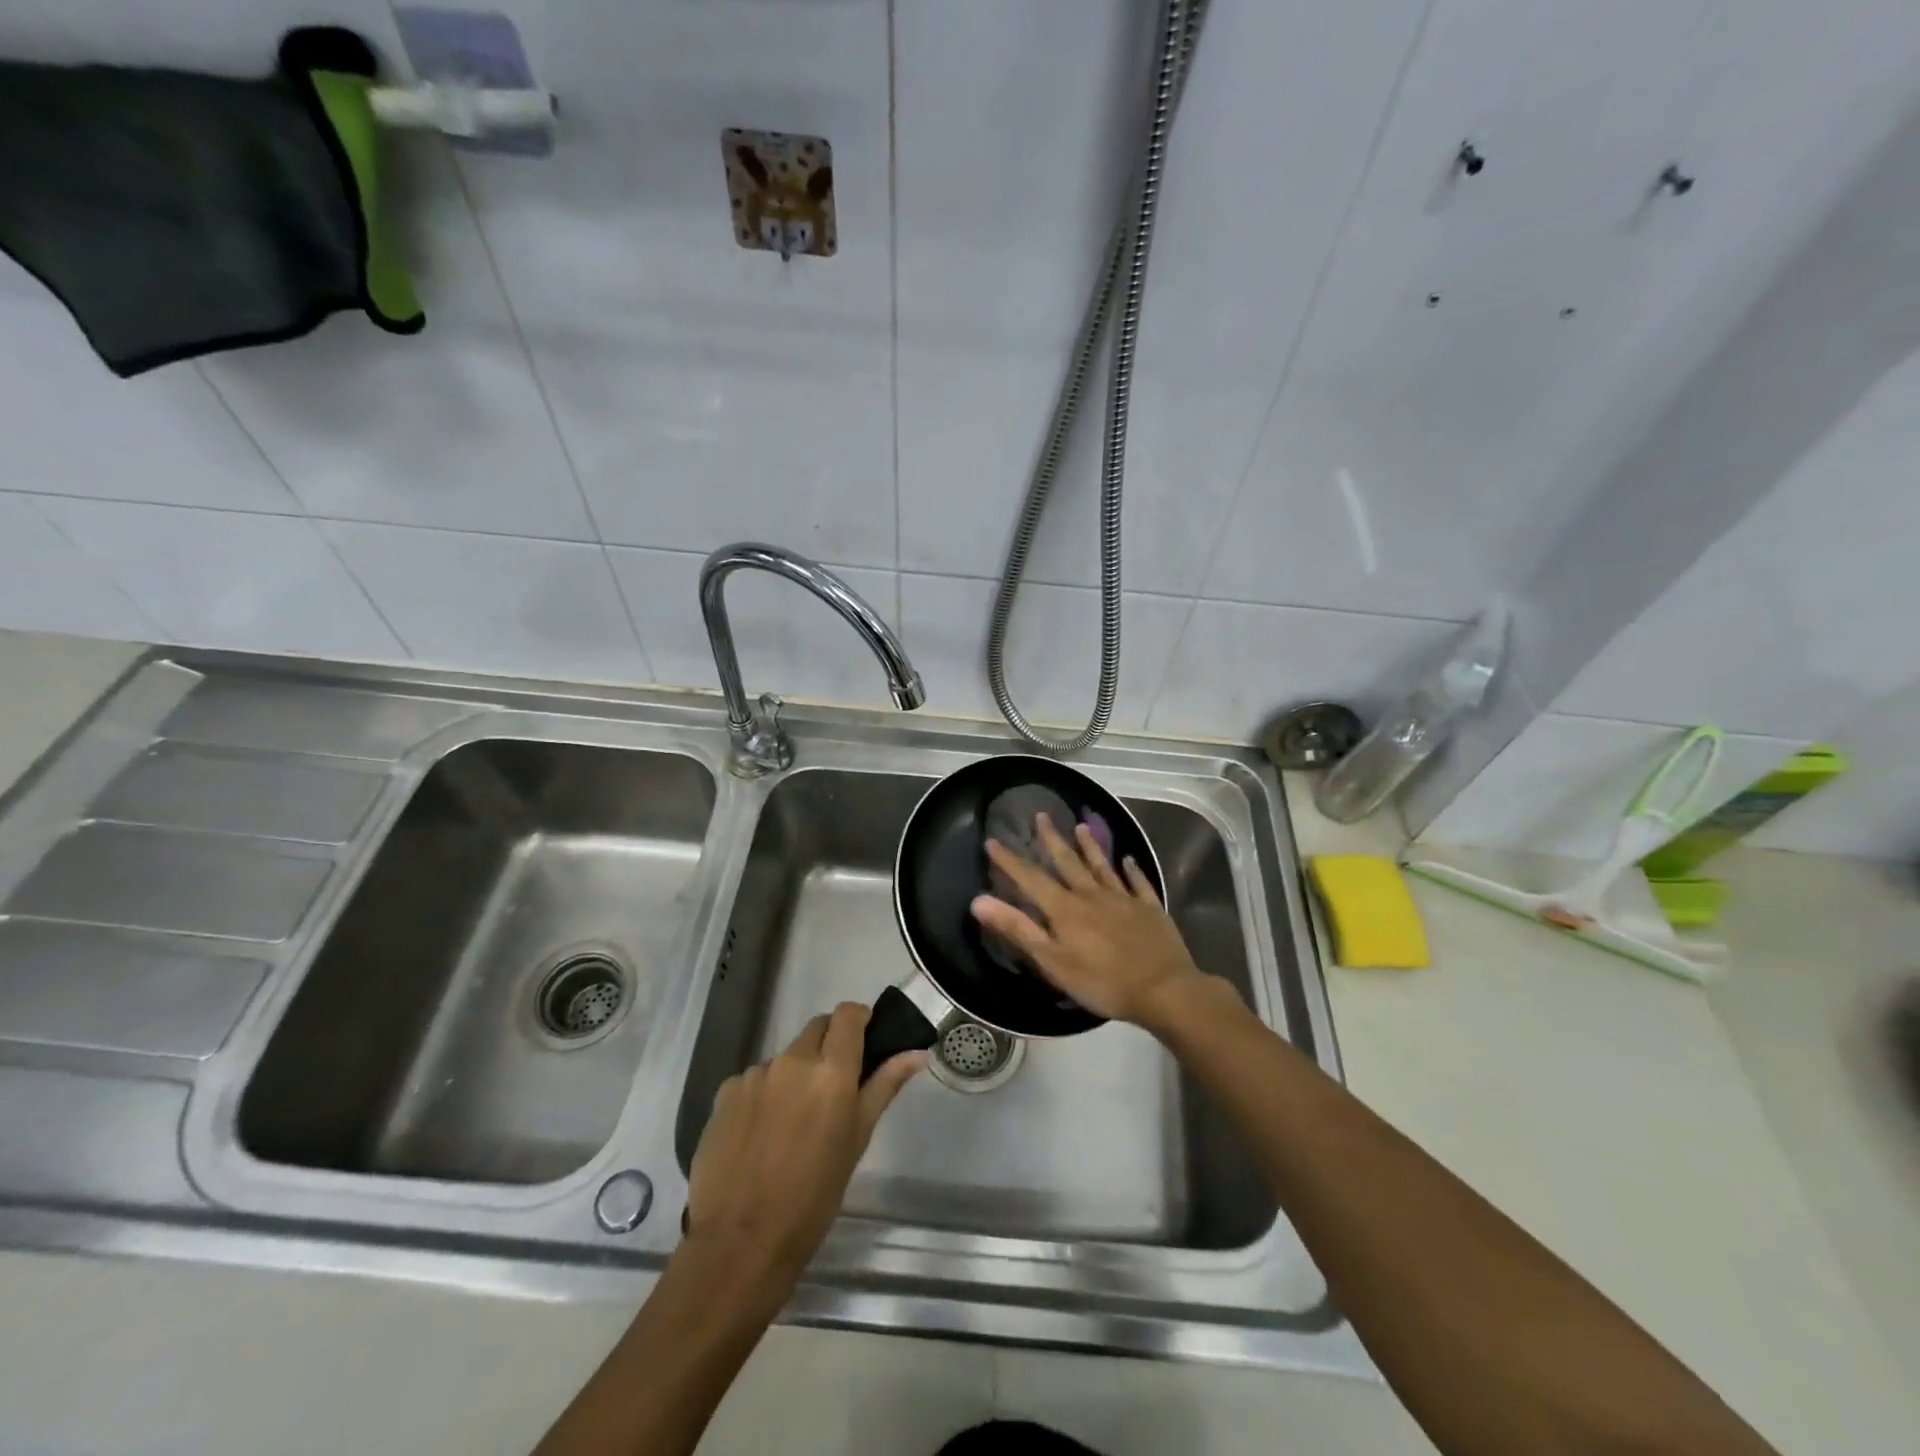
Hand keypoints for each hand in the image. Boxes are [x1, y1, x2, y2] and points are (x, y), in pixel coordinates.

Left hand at [685, 1002, 922, 1289]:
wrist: (739, 1243)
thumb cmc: (813, 1197)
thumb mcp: (857, 1140)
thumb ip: (884, 1086)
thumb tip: (917, 1052)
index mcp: (832, 1071)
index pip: (849, 1014)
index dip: (858, 1020)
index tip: (864, 1040)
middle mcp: (793, 1060)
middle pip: (817, 1028)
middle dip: (829, 1044)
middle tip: (832, 1087)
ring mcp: (756, 1074)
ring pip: (786, 1056)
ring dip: (796, 1074)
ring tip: (793, 1122)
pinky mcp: (726, 1092)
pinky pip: (755, 1080)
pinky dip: (765, 1095)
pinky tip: (761, 1134)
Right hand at [970, 813, 1207, 1027]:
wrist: (1163, 989)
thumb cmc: (1101, 981)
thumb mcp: (1051, 961)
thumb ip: (1017, 929)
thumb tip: (979, 900)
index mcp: (1065, 909)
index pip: (1031, 879)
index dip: (1010, 861)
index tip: (993, 841)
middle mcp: (1092, 895)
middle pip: (1068, 862)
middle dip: (1052, 839)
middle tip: (1041, 816)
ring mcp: (1124, 899)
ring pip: (1102, 866)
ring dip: (1090, 846)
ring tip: (1080, 826)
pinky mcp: (1150, 909)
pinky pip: (1138, 883)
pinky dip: (1132, 870)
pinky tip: (1129, 859)